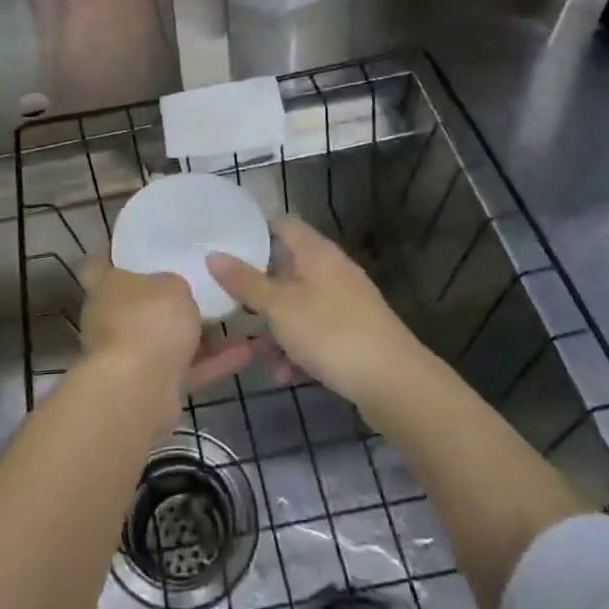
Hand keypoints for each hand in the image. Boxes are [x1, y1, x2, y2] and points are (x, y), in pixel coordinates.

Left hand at [78, 254, 254, 424]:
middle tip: (197, 281)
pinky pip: (185, 368)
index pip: (98, 263)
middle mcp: (110, 319)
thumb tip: (172, 290)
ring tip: (232, 315)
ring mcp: (128, 355)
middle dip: (164, 297)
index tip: (138, 248)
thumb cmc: (148, 320)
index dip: (114, 254)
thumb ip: (173, 283)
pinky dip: (212, 361)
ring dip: (196, 333)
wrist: (139, 390)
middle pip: (136, 302)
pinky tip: (246, 349)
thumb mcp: (171, 285)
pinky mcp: (150, 386)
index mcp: (105, 286)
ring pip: (164, 338)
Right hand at [206, 216, 427, 409]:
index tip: (227, 248)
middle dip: (260, 289)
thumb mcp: (279, 307)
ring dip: (276, 326)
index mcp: (317, 253)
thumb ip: (245, 282)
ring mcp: (346, 303)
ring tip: (256, 353)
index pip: (284, 225)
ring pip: (300, 305)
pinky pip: (316, 332)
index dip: (256, 232)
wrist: (395, 383)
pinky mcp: (354, 334)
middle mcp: (333, 271)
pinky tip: (284, 374)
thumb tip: (213, 254)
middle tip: (231, 304)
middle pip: (288, 268)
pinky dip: (298, 348)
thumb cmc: (331, 333)